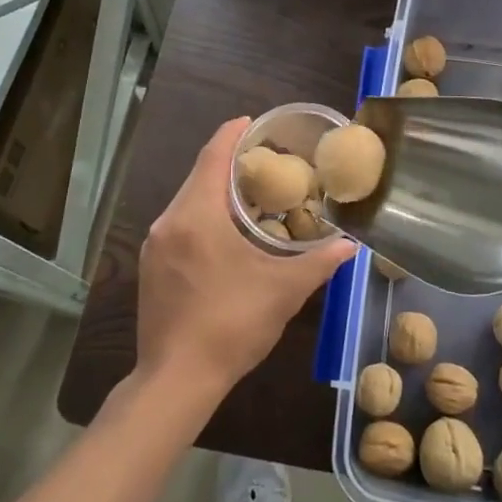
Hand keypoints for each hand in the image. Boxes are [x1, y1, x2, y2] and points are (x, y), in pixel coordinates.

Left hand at [136, 117, 356, 402]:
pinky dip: (202, 214)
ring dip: (215, 190)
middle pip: (199, 176)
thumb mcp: (283, 291)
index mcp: (197, 215)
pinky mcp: (151, 268)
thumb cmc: (232, 325)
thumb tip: (350, 245)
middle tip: (263, 158)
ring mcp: (155, 246)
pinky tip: (225, 231)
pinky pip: (179, 224)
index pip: (213, 156)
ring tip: (250, 191)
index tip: (253, 122)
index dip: (232, 134)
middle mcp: (169, 222)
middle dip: (228, 162)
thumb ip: (319, 262)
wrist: (176, 380)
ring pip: (187, 201)